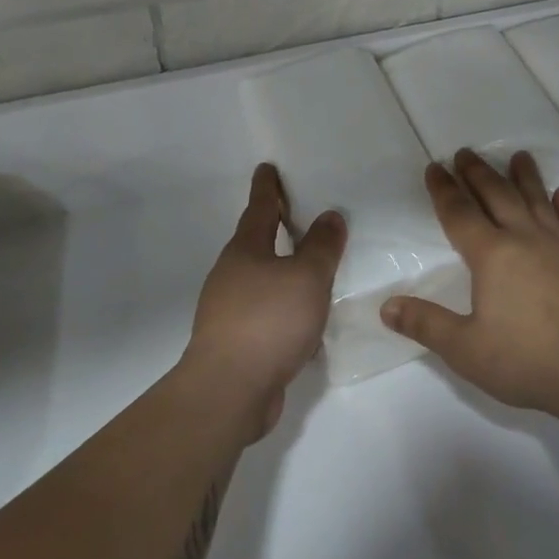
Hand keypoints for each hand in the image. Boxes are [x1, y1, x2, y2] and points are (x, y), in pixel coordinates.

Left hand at [183, 163, 346, 440]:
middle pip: (255, 242)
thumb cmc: (269, 320)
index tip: (267, 167)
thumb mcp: (307, 277)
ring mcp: (229, 310)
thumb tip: (330, 216)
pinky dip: (283, 305)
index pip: (260, 209)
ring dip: (281, 269)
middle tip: (297, 213)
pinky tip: (304, 318)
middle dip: (274, 227)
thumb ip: (322, 246)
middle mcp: (232, 275)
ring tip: (309, 266)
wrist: (229, 390)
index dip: (268, 188)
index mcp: (245, 251)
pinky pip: (265, 312)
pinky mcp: (236, 341)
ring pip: (260, 279)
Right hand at [380, 150, 558, 425]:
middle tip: (465, 152)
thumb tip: (386, 306)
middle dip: (478, 173)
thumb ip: (426, 325)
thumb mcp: (466, 350)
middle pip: (498, 196)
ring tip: (518, 156)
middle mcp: (525, 240)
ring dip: (525, 177)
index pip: (460, 214)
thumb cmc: (527, 361)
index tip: (435, 166)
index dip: (444, 190)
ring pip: (538, 202)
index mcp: (492, 256)